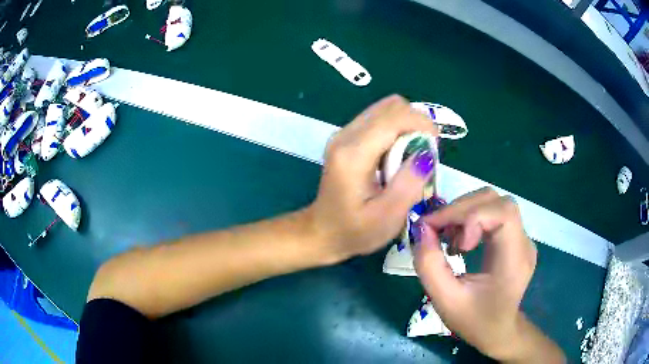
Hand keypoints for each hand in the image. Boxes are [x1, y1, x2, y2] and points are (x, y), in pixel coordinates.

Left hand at [306, 95, 437, 261]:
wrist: (322, 232)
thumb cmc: (355, 231)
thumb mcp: (387, 217)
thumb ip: (409, 184)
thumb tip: (426, 155)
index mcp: (353, 154)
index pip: (393, 117)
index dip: (421, 124)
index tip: (436, 146)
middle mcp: (345, 135)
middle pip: (391, 106)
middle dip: (416, 123)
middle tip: (424, 154)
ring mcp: (344, 133)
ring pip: (386, 109)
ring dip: (407, 126)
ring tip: (412, 156)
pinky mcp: (346, 137)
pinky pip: (379, 119)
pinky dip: (396, 130)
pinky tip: (398, 155)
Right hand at [413, 188, 540, 360]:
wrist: (498, 331)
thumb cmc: (475, 321)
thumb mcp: (445, 301)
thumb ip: (429, 265)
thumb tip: (420, 229)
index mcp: (514, 260)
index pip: (503, 213)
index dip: (471, 215)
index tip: (446, 238)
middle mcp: (523, 242)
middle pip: (496, 201)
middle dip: (461, 209)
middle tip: (436, 230)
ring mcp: (521, 238)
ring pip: (493, 202)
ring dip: (464, 212)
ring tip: (448, 237)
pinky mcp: (514, 238)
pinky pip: (492, 213)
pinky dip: (470, 218)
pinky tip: (460, 240)